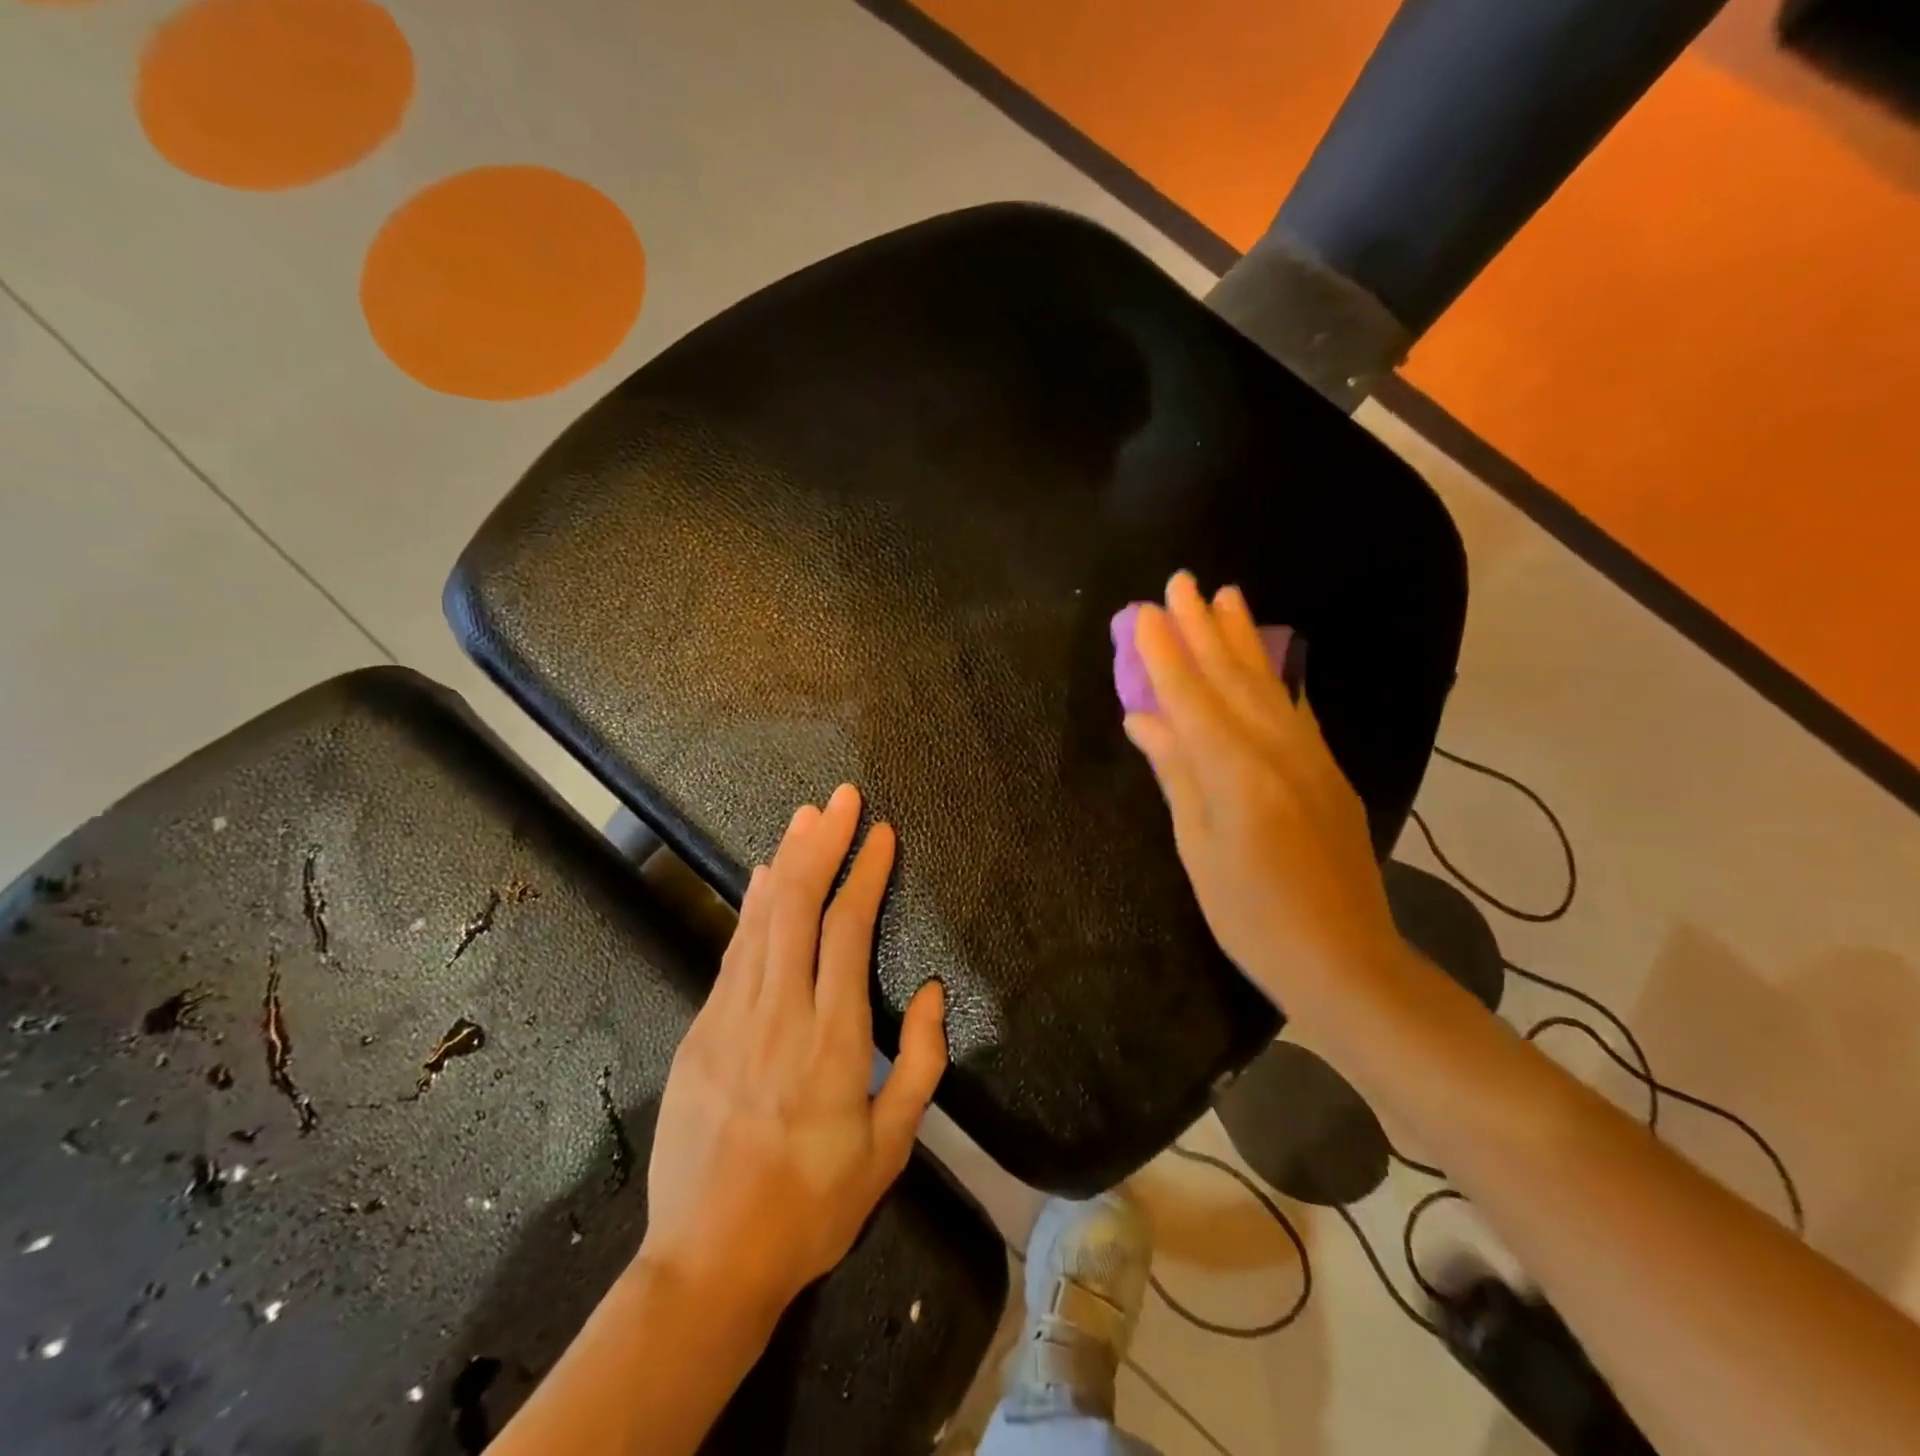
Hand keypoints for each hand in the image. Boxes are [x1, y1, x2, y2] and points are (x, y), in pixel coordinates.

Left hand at [638, 784, 946, 1317]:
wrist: (708, 1261)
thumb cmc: (813, 1206)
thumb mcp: (891, 1149)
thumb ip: (918, 1062)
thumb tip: (929, 991)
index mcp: (833, 1041)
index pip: (848, 931)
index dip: (865, 874)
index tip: (881, 834)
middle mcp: (780, 1014)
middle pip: (799, 906)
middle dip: (823, 844)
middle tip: (841, 799)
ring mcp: (731, 1018)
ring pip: (761, 918)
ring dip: (787, 861)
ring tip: (806, 817)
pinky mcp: (700, 1031)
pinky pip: (733, 951)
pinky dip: (752, 905)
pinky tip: (765, 877)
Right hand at [1122, 572, 1402, 1011]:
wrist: (1346, 959)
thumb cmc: (1252, 915)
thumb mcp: (1199, 849)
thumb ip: (1176, 774)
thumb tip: (1144, 719)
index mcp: (1235, 771)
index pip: (1190, 695)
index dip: (1165, 651)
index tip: (1146, 610)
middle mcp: (1276, 750)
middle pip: (1232, 676)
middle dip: (1204, 626)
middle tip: (1184, 581)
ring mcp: (1309, 757)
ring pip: (1269, 684)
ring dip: (1244, 638)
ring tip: (1227, 596)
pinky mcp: (1328, 772)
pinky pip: (1293, 709)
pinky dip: (1274, 677)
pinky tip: (1267, 661)